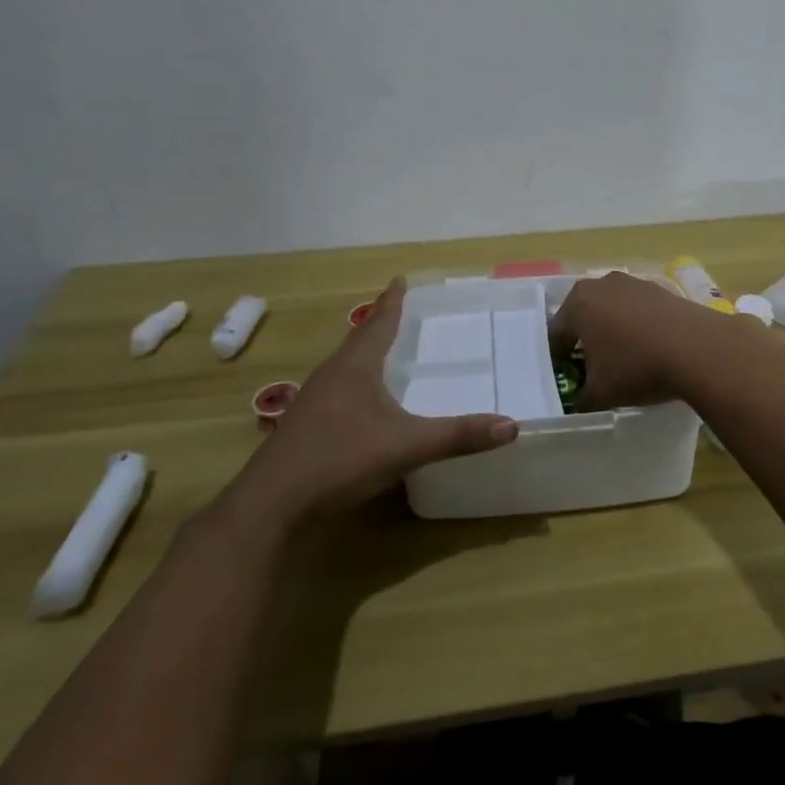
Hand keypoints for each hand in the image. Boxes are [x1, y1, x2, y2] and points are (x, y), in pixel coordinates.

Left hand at [219, 280, 517, 529]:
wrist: (272, 504)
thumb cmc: (340, 459)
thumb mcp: (407, 446)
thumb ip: (459, 436)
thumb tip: (512, 425)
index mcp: (355, 366)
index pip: (378, 322)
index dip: (392, 301)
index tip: (400, 279)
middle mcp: (332, 375)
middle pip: (358, 340)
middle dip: (379, 324)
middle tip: (399, 311)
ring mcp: (313, 402)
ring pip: (344, 366)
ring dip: (364, 354)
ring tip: (383, 352)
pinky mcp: (305, 428)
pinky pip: (337, 391)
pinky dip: (355, 383)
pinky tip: (362, 403)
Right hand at [549, 272, 732, 408]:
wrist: (699, 349)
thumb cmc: (637, 367)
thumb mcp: (600, 394)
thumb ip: (581, 399)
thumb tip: (578, 404)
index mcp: (578, 303)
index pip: (556, 334)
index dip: (557, 360)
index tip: (565, 379)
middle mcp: (602, 284)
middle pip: (583, 316)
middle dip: (584, 341)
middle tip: (590, 369)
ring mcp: (634, 283)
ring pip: (612, 310)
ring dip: (612, 331)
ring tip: (622, 360)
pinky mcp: (661, 289)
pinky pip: (638, 310)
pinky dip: (637, 326)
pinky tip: (648, 349)